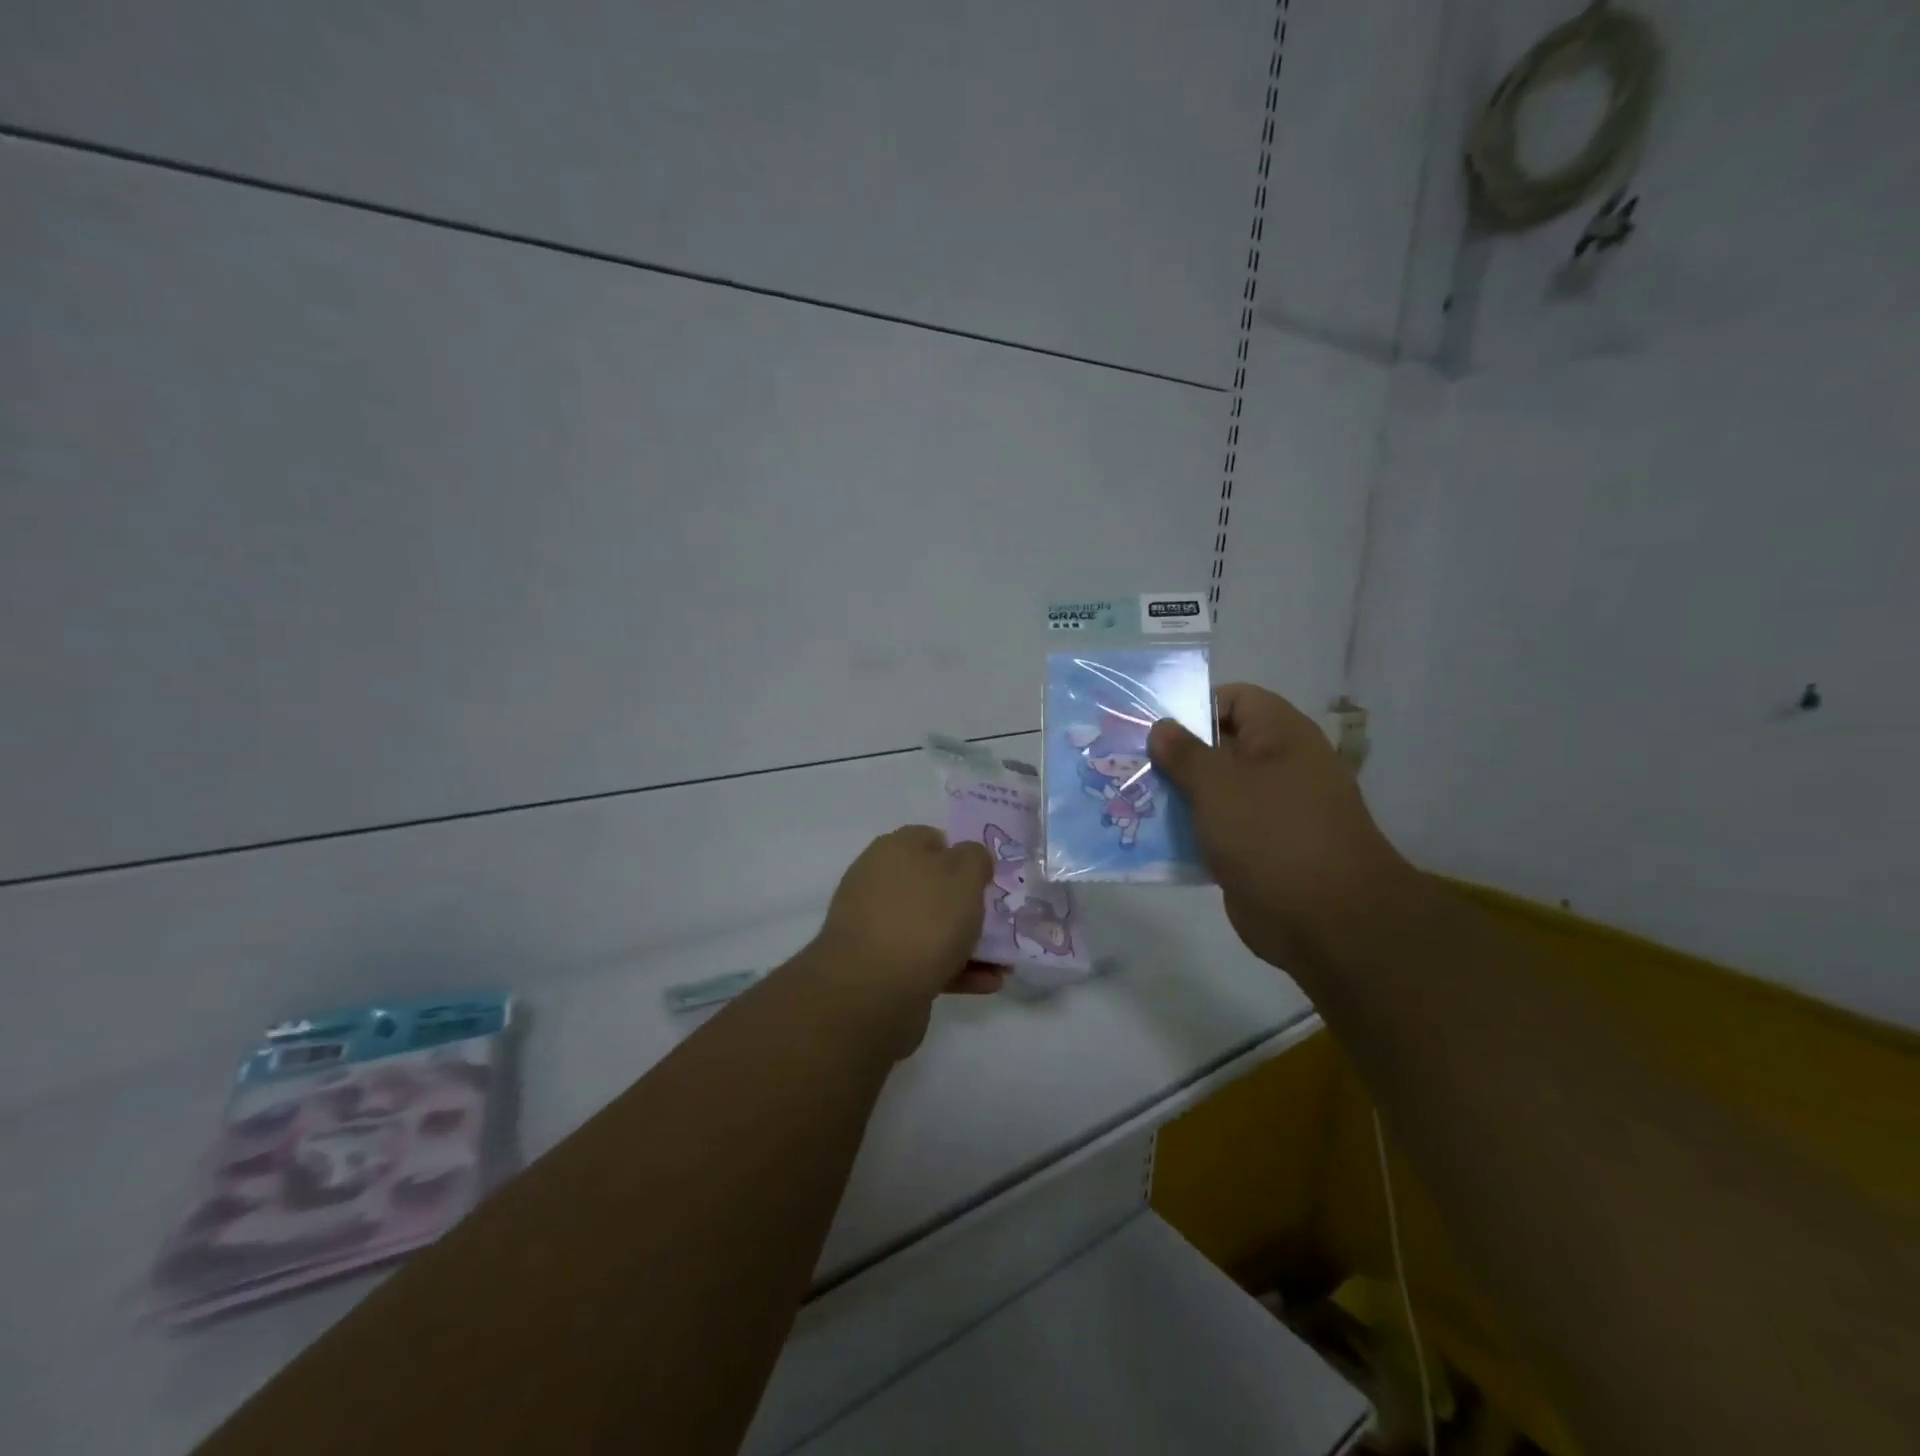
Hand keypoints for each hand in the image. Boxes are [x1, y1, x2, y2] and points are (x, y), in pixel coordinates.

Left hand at [805, 826, 1001, 1056]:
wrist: (871, 991)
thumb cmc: (924, 920)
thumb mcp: (964, 876)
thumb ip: (975, 858)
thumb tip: (970, 857)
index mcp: (894, 850)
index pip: (932, 839)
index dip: (962, 855)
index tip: (987, 879)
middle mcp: (879, 882)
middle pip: (931, 886)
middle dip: (966, 905)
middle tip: (997, 921)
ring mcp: (876, 926)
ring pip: (930, 927)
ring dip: (966, 942)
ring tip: (1003, 964)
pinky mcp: (879, 967)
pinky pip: (923, 960)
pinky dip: (954, 969)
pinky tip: (987, 983)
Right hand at [1148, 684, 1423, 976]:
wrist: (1325, 920)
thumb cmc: (1271, 833)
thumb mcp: (1218, 784)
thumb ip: (1184, 752)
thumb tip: (1161, 726)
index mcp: (1280, 735)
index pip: (1235, 699)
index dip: (1194, 704)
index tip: (1152, 725)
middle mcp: (1278, 766)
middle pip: (1219, 746)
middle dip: (1173, 754)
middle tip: (1126, 761)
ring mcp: (1269, 811)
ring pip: (1213, 791)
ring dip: (1175, 795)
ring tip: (1128, 796)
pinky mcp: (1257, 850)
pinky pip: (1216, 828)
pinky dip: (1187, 830)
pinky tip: (1148, 835)